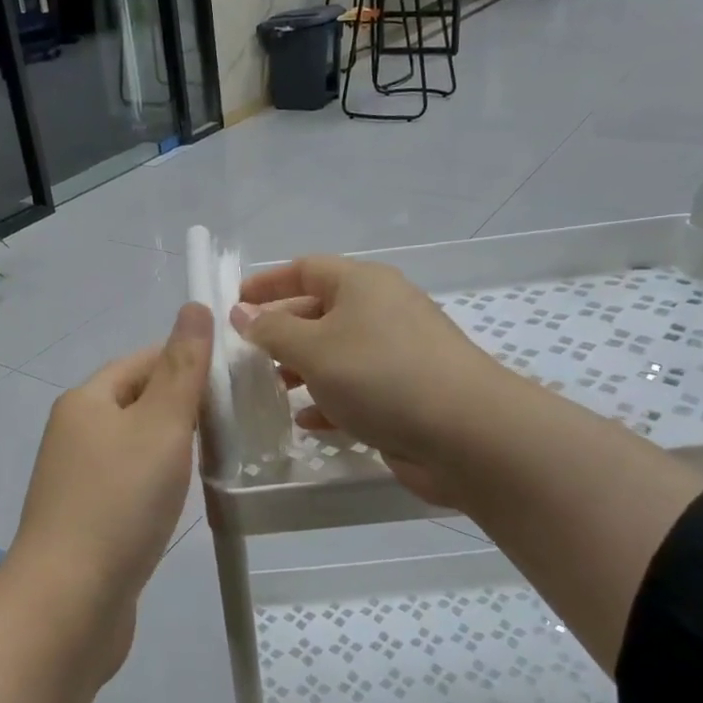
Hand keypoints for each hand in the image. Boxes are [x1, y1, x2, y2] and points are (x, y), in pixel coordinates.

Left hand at [6, 302, 212, 668]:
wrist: (70, 603)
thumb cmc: (119, 503)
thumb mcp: (161, 425)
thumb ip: (183, 368)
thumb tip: (195, 307)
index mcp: (87, 400)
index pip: (143, 360)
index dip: (188, 362)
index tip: (236, 379)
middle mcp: (76, 433)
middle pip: (139, 401)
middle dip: (186, 405)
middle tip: (240, 419)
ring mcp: (78, 480)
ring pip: (137, 445)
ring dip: (175, 446)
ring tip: (222, 455)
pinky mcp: (88, 519)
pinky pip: (131, 484)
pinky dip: (160, 482)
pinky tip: (184, 497)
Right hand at [232, 257, 506, 506]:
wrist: (467, 433)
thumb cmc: (380, 375)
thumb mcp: (314, 349)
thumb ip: (271, 331)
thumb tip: (241, 313)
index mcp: (362, 284)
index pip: (306, 269)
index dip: (268, 283)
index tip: (235, 303)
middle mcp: (382, 311)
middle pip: (320, 311)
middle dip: (282, 331)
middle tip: (247, 355)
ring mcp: (397, 353)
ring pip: (338, 353)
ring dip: (302, 369)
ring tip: (272, 389)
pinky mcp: (407, 392)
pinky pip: (357, 388)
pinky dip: (330, 400)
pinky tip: (308, 422)